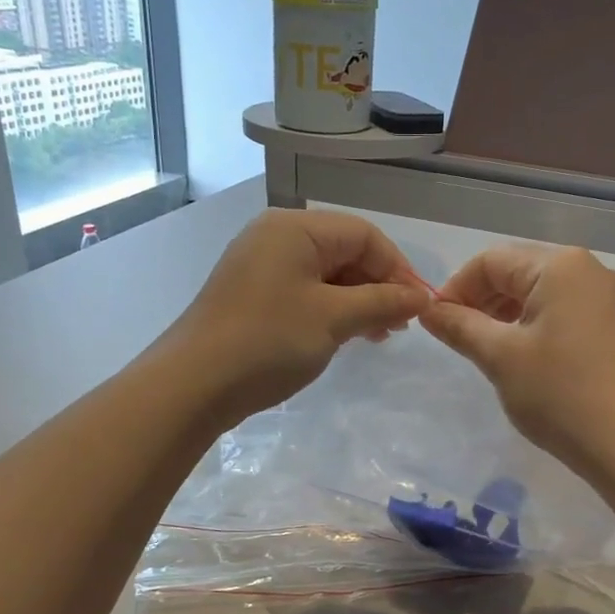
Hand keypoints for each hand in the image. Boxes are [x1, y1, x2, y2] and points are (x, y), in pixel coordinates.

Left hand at [164, 209, 431, 426]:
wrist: (192, 385)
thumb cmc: (268, 342)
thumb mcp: (334, 319)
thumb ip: (382, 302)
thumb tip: (422, 297)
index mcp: (295, 228)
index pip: (364, 234)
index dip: (397, 268)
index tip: (417, 307)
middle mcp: (276, 236)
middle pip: (345, 250)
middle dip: (378, 286)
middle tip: (399, 326)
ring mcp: (260, 264)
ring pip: (326, 274)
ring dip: (358, 301)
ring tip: (378, 335)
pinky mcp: (252, 293)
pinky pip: (304, 291)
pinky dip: (331, 309)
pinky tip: (346, 335)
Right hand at [419, 245, 614, 473]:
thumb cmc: (559, 393)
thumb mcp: (499, 357)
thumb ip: (459, 326)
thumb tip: (428, 310)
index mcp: (559, 266)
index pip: (491, 261)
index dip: (456, 288)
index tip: (436, 324)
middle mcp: (587, 270)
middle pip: (517, 271)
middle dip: (481, 300)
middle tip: (458, 338)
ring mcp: (607, 298)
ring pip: (541, 293)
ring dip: (506, 314)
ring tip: (486, 350)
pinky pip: (564, 311)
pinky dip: (535, 326)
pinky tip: (523, 358)